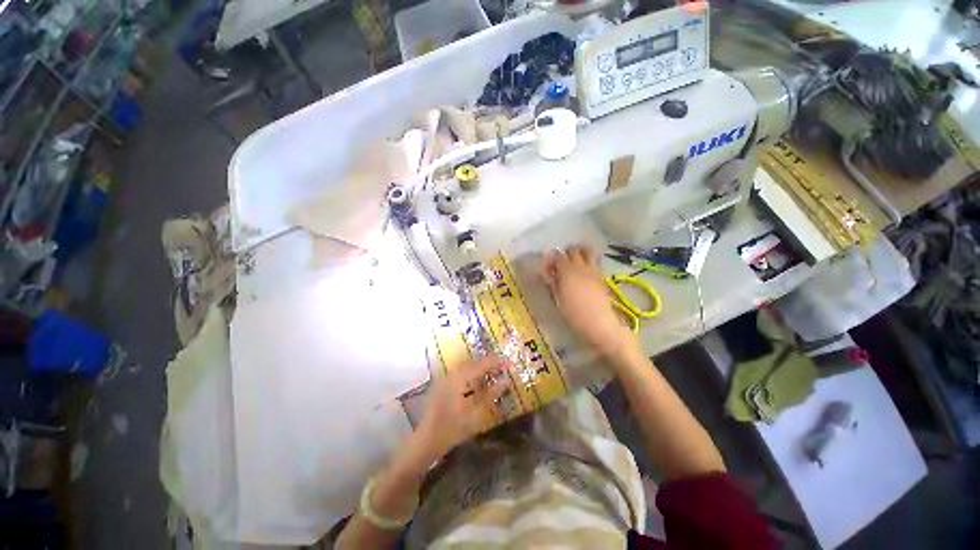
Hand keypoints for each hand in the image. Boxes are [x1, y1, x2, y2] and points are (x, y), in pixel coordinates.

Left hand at [414, 356, 508, 459]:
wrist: (427, 440)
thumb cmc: (453, 428)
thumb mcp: (476, 413)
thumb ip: (491, 395)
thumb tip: (505, 381)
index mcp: (460, 378)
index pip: (482, 364)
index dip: (497, 362)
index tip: (510, 363)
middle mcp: (452, 373)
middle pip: (474, 363)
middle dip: (489, 364)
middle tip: (504, 369)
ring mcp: (446, 378)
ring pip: (467, 367)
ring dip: (481, 368)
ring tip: (494, 373)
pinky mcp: (443, 384)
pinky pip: (461, 372)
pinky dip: (472, 374)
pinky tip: (478, 382)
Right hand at [541, 244, 637, 360]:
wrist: (600, 324)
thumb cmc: (574, 314)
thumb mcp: (558, 299)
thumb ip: (553, 283)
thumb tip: (548, 273)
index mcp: (567, 271)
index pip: (557, 256)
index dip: (551, 259)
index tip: (548, 268)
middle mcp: (581, 266)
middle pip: (573, 249)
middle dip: (565, 253)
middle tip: (560, 264)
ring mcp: (593, 270)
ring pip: (587, 251)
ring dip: (579, 253)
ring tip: (574, 263)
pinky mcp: (601, 276)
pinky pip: (595, 261)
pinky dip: (588, 260)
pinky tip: (584, 272)